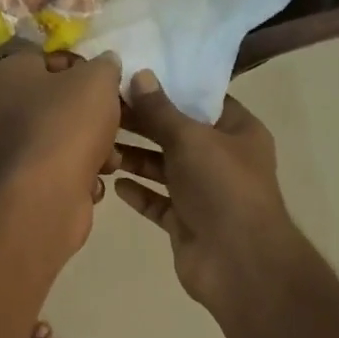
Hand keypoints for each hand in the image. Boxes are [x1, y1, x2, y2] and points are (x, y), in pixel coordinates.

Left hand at [0, 50, 122, 252]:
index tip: (106, 85)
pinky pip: (51, 172)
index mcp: (6, 74)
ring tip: (110, 160)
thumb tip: (105, 63)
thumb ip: (104, 66)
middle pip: (52, 104)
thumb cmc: (67, 124)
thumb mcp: (98, 80)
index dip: (80, 69)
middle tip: (113, 124)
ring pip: (55, 141)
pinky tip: (91, 185)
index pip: (45, 60)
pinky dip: (73, 177)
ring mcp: (3, 151)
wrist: (43, 195)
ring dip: (88, 150)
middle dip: (88, 116)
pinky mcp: (16, 185)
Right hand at [115, 69, 306, 311]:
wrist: (237, 262)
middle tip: (103, 109)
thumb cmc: (222, 188)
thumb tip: (139, 75)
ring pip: (164, 168)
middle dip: (144, 124)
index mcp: (238, 132)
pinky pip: (158, 201)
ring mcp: (203, 193)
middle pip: (177, 134)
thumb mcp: (191, 139)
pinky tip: (114, 182)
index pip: (203, 101)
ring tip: (100, 145)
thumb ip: (161, 111)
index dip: (170, 88)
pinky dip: (138, 192)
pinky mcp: (185, 221)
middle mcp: (222, 159)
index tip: (132, 77)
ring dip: (136, 158)